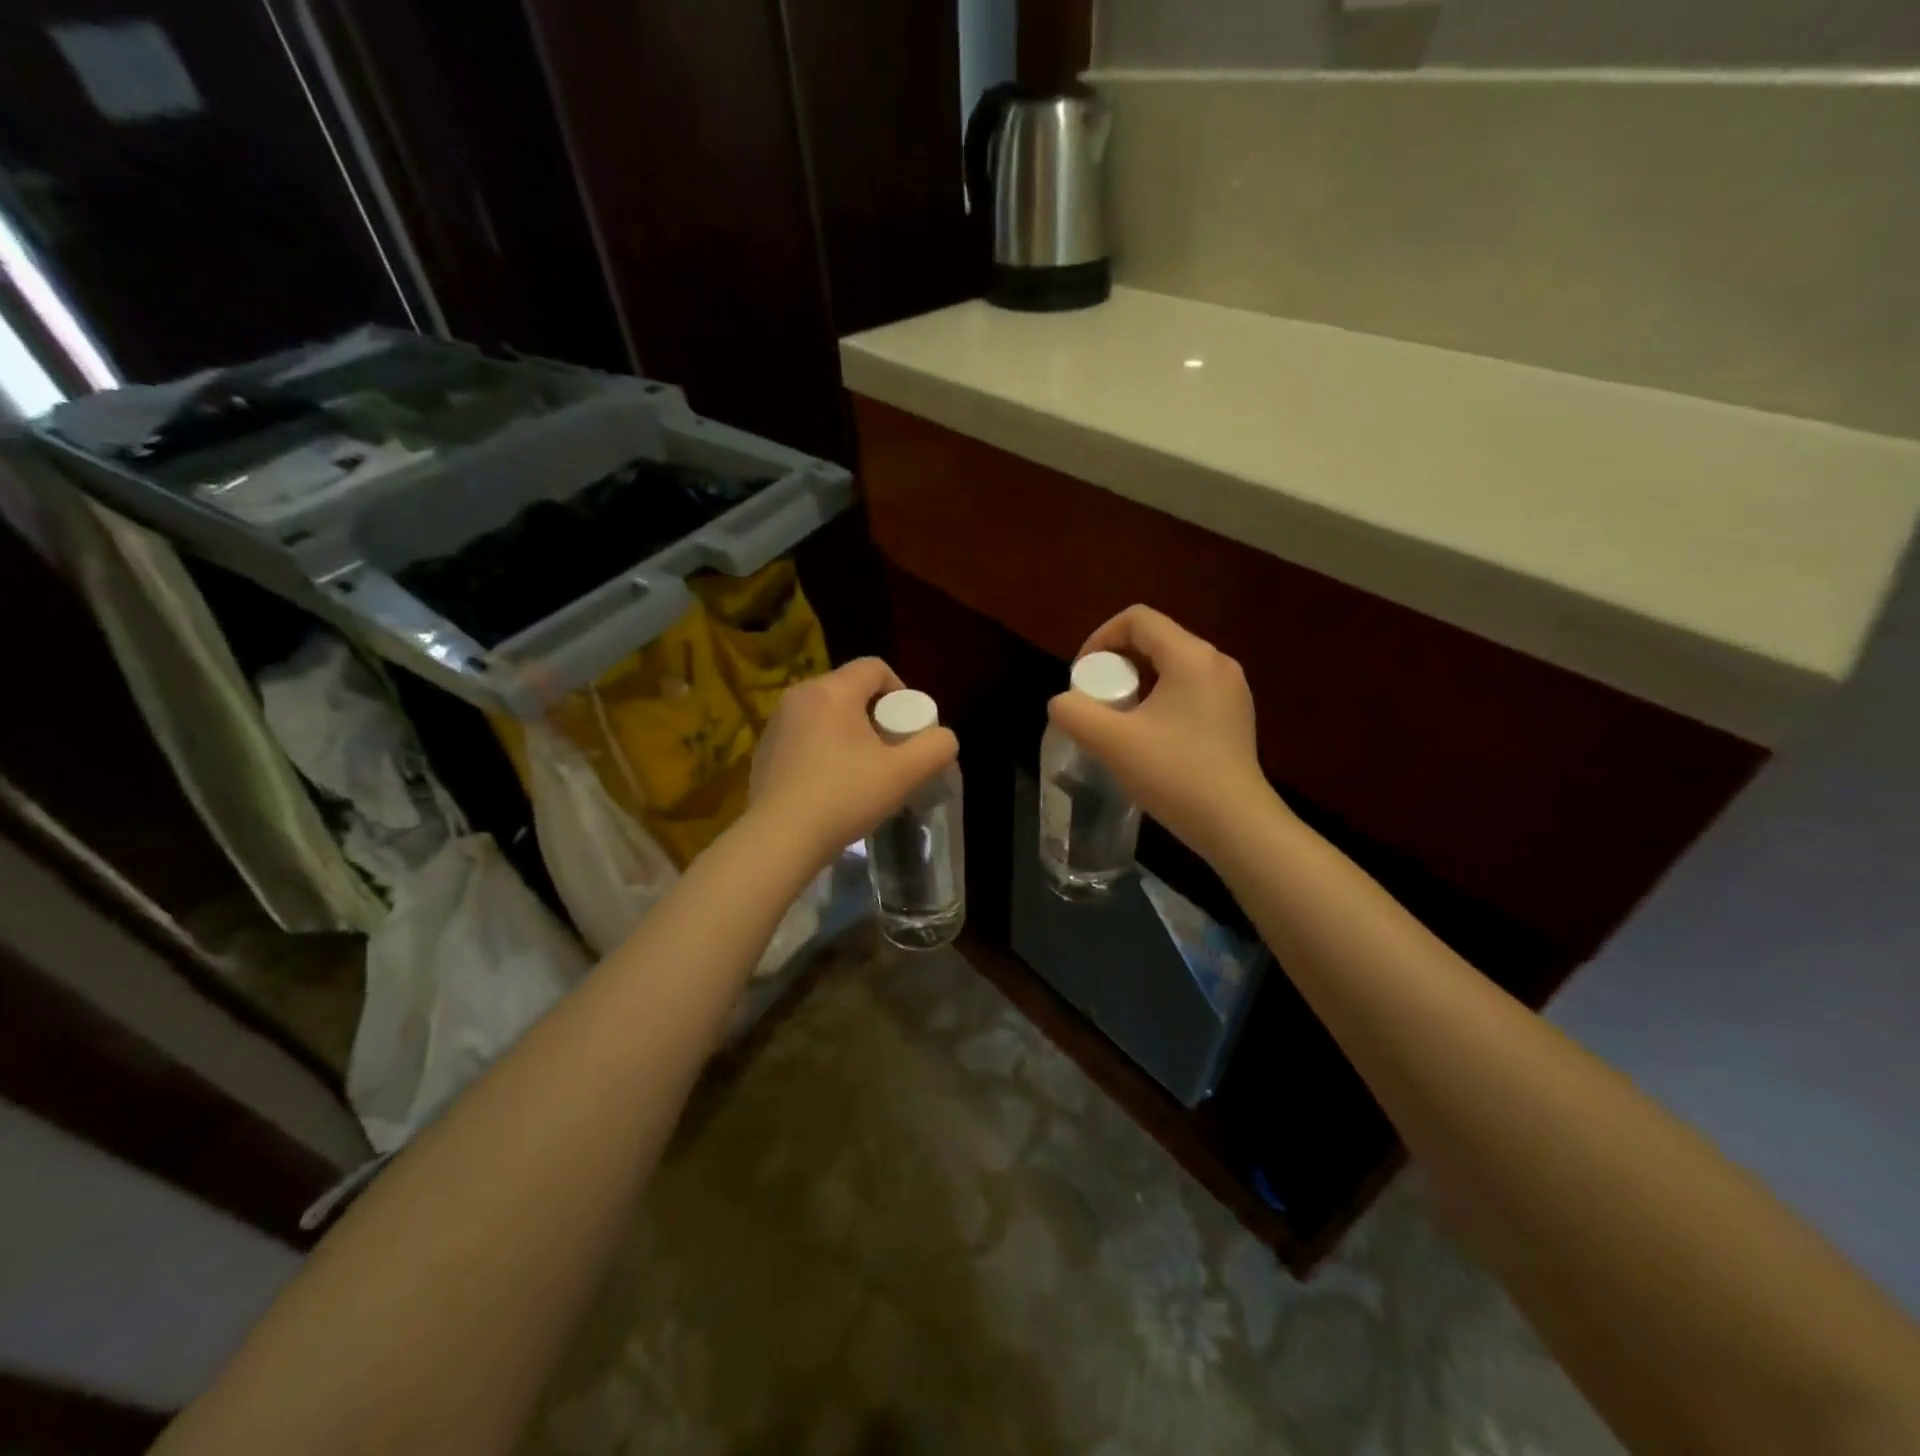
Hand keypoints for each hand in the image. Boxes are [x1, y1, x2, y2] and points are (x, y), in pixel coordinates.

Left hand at [749, 657, 958, 865]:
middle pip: (849, 690)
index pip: (875, 667)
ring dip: (847, 733)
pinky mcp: (763, 751)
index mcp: (832, 691)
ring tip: (860, 771)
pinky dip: (821, 750)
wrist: (780, 839)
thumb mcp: (904, 773)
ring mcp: (776, 723)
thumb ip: (935, 747)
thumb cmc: (844, 796)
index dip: (900, 690)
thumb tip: (942, 737)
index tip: (907, 727)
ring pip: (824, 714)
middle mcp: (799, 696)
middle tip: (889, 752)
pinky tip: (829, 786)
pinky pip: (803, 737)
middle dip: (874, 715)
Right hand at [1047, 606, 1278, 861]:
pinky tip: (1149, 737)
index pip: (1137, 619)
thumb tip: (1063, 703)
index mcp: (1191, 656)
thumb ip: (1074, 713)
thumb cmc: (1175, 774)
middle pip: (1155, 640)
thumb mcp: (1111, 742)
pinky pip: (1188, 690)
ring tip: (1117, 721)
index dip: (1099, 639)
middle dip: (1116, 664)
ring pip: (1171, 667)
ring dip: (1137, 684)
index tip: (1082, 677)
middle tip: (1095, 701)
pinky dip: (1160, 700)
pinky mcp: (1234, 717)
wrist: (1236, 825)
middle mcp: (1217, 663)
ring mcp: (1231, 691)